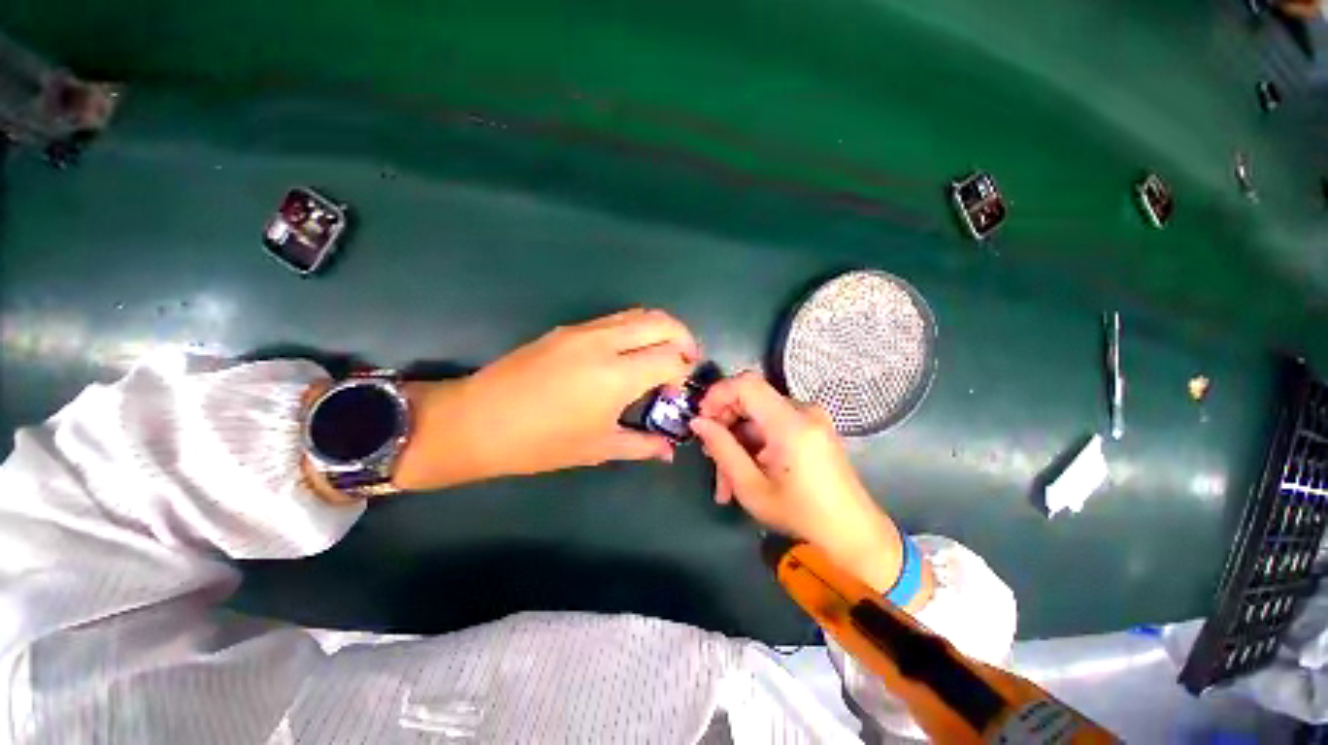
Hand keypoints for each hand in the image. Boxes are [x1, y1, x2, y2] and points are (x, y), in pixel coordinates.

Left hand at [392, 309, 699, 489]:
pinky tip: (627, 355)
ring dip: (659, 330)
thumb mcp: (598, 447)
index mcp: (617, 376)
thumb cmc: (541, 443)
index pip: (672, 358)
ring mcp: (584, 331)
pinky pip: (614, 320)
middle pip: (662, 323)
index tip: (679, 389)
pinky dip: (634, 330)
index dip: (685, 371)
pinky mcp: (567, 329)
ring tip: (661, 355)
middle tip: (685, 361)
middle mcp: (606, 343)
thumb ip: (641, 445)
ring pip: (638, 314)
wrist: (477, 421)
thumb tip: (669, 451)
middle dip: (684, 338)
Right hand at [690, 372, 906, 593]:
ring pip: (758, 417)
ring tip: (727, 481)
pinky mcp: (813, 429)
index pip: (746, 383)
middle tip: (710, 458)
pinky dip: (755, 444)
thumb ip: (722, 449)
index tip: (702, 419)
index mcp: (791, 422)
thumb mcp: (751, 487)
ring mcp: (811, 419)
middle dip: (725, 425)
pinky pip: (774, 425)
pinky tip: (747, 473)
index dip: (718, 394)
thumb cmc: (801, 515)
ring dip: (738, 442)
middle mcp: (803, 411)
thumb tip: (698, 422)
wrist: (853, 534)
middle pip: (750, 400)